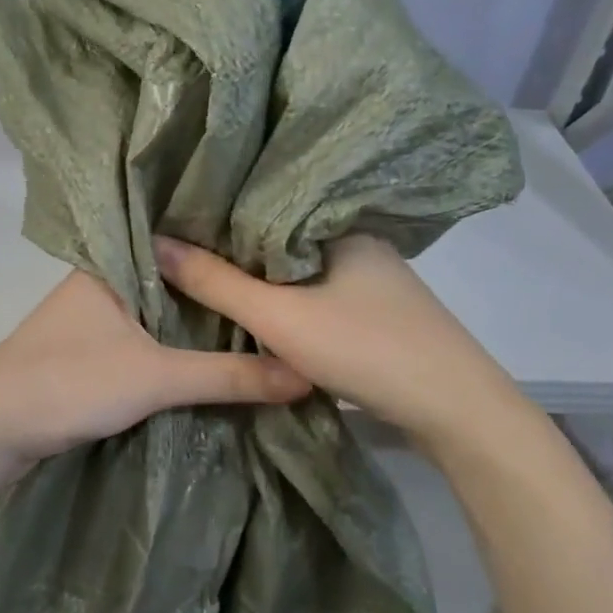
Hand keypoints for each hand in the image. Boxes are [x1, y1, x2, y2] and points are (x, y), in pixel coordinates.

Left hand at [0, 270, 310, 477]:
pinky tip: (218, 350)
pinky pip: (148, 337)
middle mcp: (103, 280)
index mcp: (111, 263)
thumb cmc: (67, 383)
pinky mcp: (93, 350)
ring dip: (200, 320)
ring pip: (161, 311)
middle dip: (221, 289)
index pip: (181, 241)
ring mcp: (95, 316)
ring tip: (266, 315)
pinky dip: (178, 344)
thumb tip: (307, 374)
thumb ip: (229, 376)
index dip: (228, 247)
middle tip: (286, 288)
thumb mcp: (155, 378)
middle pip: (175, 280)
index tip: (281, 251)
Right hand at [153, 233, 516, 444]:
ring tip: (207, 273)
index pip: (266, 203)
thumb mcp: (279, 316)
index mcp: (338, 224)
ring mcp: (373, 277)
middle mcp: (357, 240)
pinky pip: (316, 291)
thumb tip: (156, 242)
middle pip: (281, 237)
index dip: (220, 212)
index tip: (176, 216)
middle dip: (235, 246)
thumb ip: (216, 282)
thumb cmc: (365, 347)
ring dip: (261, 275)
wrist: (456, 410)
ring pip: (299, 268)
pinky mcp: (378, 310)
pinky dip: (286, 297)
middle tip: (181, 247)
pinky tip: (259, 305)